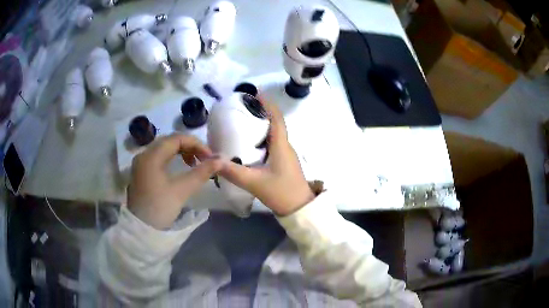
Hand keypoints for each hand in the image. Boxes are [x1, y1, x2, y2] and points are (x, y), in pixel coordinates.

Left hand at [128, 134, 222, 228]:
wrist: (141, 229)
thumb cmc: (160, 208)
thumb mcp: (182, 190)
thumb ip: (202, 172)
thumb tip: (221, 160)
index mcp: (151, 155)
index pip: (177, 138)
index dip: (196, 144)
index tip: (210, 156)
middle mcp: (144, 154)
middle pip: (170, 141)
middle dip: (189, 147)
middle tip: (204, 159)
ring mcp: (141, 163)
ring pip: (164, 148)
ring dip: (181, 152)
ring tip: (194, 163)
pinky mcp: (141, 172)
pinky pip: (159, 157)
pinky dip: (172, 158)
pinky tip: (179, 168)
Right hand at [219, 99, 314, 215]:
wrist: (300, 209)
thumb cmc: (281, 192)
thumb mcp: (255, 182)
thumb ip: (234, 172)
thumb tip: (214, 161)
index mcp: (281, 146)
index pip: (276, 118)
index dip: (267, 104)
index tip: (255, 94)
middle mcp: (285, 146)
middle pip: (274, 123)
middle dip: (261, 113)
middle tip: (242, 109)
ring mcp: (286, 155)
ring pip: (273, 135)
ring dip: (261, 126)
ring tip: (242, 123)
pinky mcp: (283, 163)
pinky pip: (272, 145)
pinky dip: (261, 139)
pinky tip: (249, 145)